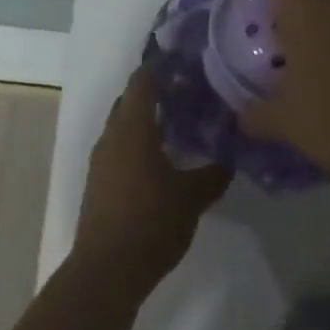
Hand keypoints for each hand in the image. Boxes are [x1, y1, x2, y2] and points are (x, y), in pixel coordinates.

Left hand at [74, 64, 232, 297]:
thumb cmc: (151, 222)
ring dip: (146, 119)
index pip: (143, 81)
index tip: (184, 60)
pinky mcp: (98, 181)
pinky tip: (161, 158)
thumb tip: (230, 157)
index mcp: (132, 127)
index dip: (161, 66)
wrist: (106, 269)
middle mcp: (112, 135)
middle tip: (188, 92)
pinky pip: (119, 147)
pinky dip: (138, 142)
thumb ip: (213, 174)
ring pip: (123, 125)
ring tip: (179, 124)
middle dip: (155, 92)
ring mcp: (101, 159)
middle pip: (131, 100)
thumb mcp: (192, 198)